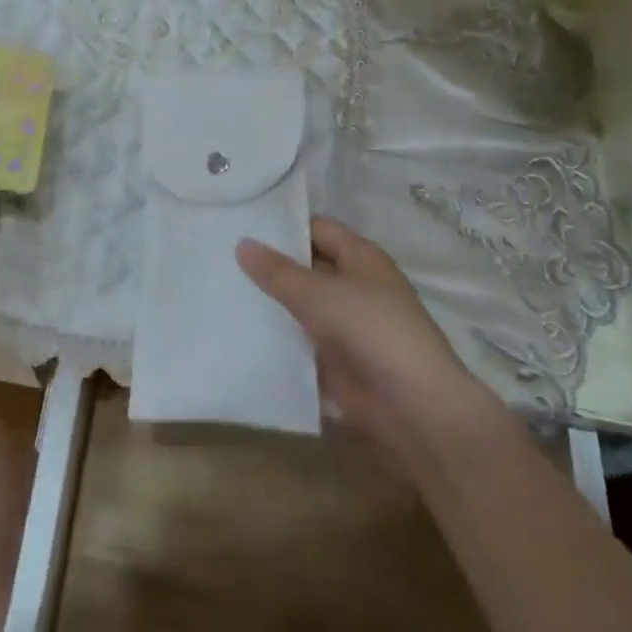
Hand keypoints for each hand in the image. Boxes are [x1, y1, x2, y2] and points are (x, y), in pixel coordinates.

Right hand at [237, 218, 496, 453]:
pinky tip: (236, 333)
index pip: (316, 229)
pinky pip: (298, 343)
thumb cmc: (371, 331)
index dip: (283, 225)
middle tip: (219, 257)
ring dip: (268, 304)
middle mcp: (354, 287)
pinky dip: (274, 340)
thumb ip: (278, 271)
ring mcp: (344, 326)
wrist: (412, 408)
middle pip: (305, 268)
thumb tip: (241, 243)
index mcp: (360, 259)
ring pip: (298, 307)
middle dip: (269, 266)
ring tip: (218, 291)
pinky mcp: (334, 362)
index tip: (240, 223)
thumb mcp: (319, 294)